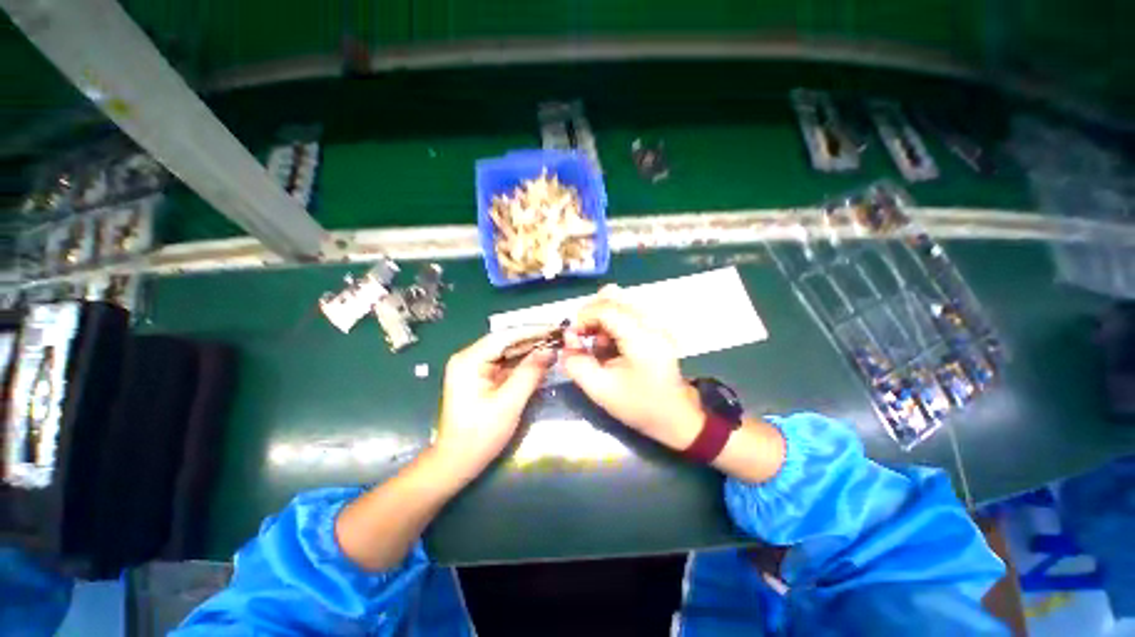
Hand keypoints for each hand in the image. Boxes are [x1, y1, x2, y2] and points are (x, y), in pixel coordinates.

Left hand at [434, 331, 555, 480]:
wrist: (457, 462)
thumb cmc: (480, 435)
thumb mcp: (509, 403)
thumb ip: (530, 374)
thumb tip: (549, 351)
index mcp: (469, 360)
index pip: (505, 336)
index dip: (532, 331)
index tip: (555, 328)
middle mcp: (469, 357)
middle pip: (506, 342)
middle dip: (533, 340)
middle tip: (559, 338)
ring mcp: (474, 367)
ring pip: (508, 352)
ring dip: (530, 350)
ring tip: (554, 346)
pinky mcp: (481, 377)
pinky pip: (506, 363)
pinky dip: (523, 363)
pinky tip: (540, 361)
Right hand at [561, 286, 704, 450]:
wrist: (676, 416)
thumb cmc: (640, 405)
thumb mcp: (601, 390)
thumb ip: (576, 365)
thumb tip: (566, 343)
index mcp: (641, 337)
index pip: (606, 309)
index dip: (583, 317)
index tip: (572, 336)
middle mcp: (652, 322)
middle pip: (614, 296)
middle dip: (591, 313)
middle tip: (583, 336)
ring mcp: (657, 323)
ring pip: (620, 301)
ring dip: (601, 316)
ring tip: (598, 342)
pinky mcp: (657, 327)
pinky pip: (628, 311)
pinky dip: (612, 321)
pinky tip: (611, 342)